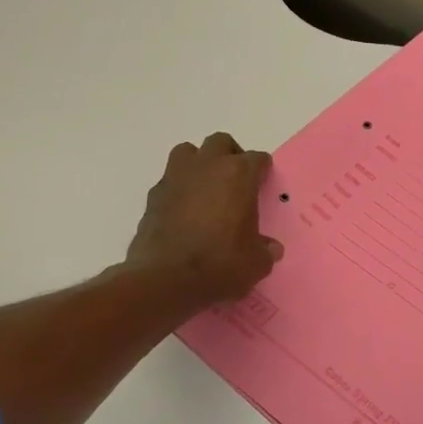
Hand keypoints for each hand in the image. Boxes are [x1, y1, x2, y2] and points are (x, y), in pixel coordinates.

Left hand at [127, 132, 282, 311]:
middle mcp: (206, 167)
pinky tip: (184, 213)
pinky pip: (169, 181)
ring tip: (207, 188)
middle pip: (220, 143)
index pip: (257, 159)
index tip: (264, 183)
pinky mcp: (152, 197)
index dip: (262, 170)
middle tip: (237, 180)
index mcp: (238, 175)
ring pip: (188, 153)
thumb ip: (265, 249)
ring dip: (199, 163)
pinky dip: (179, 190)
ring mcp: (175, 179)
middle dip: (231, 155)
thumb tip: (270, 248)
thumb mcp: (256, 262)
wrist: (166, 280)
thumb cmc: (221, 264)